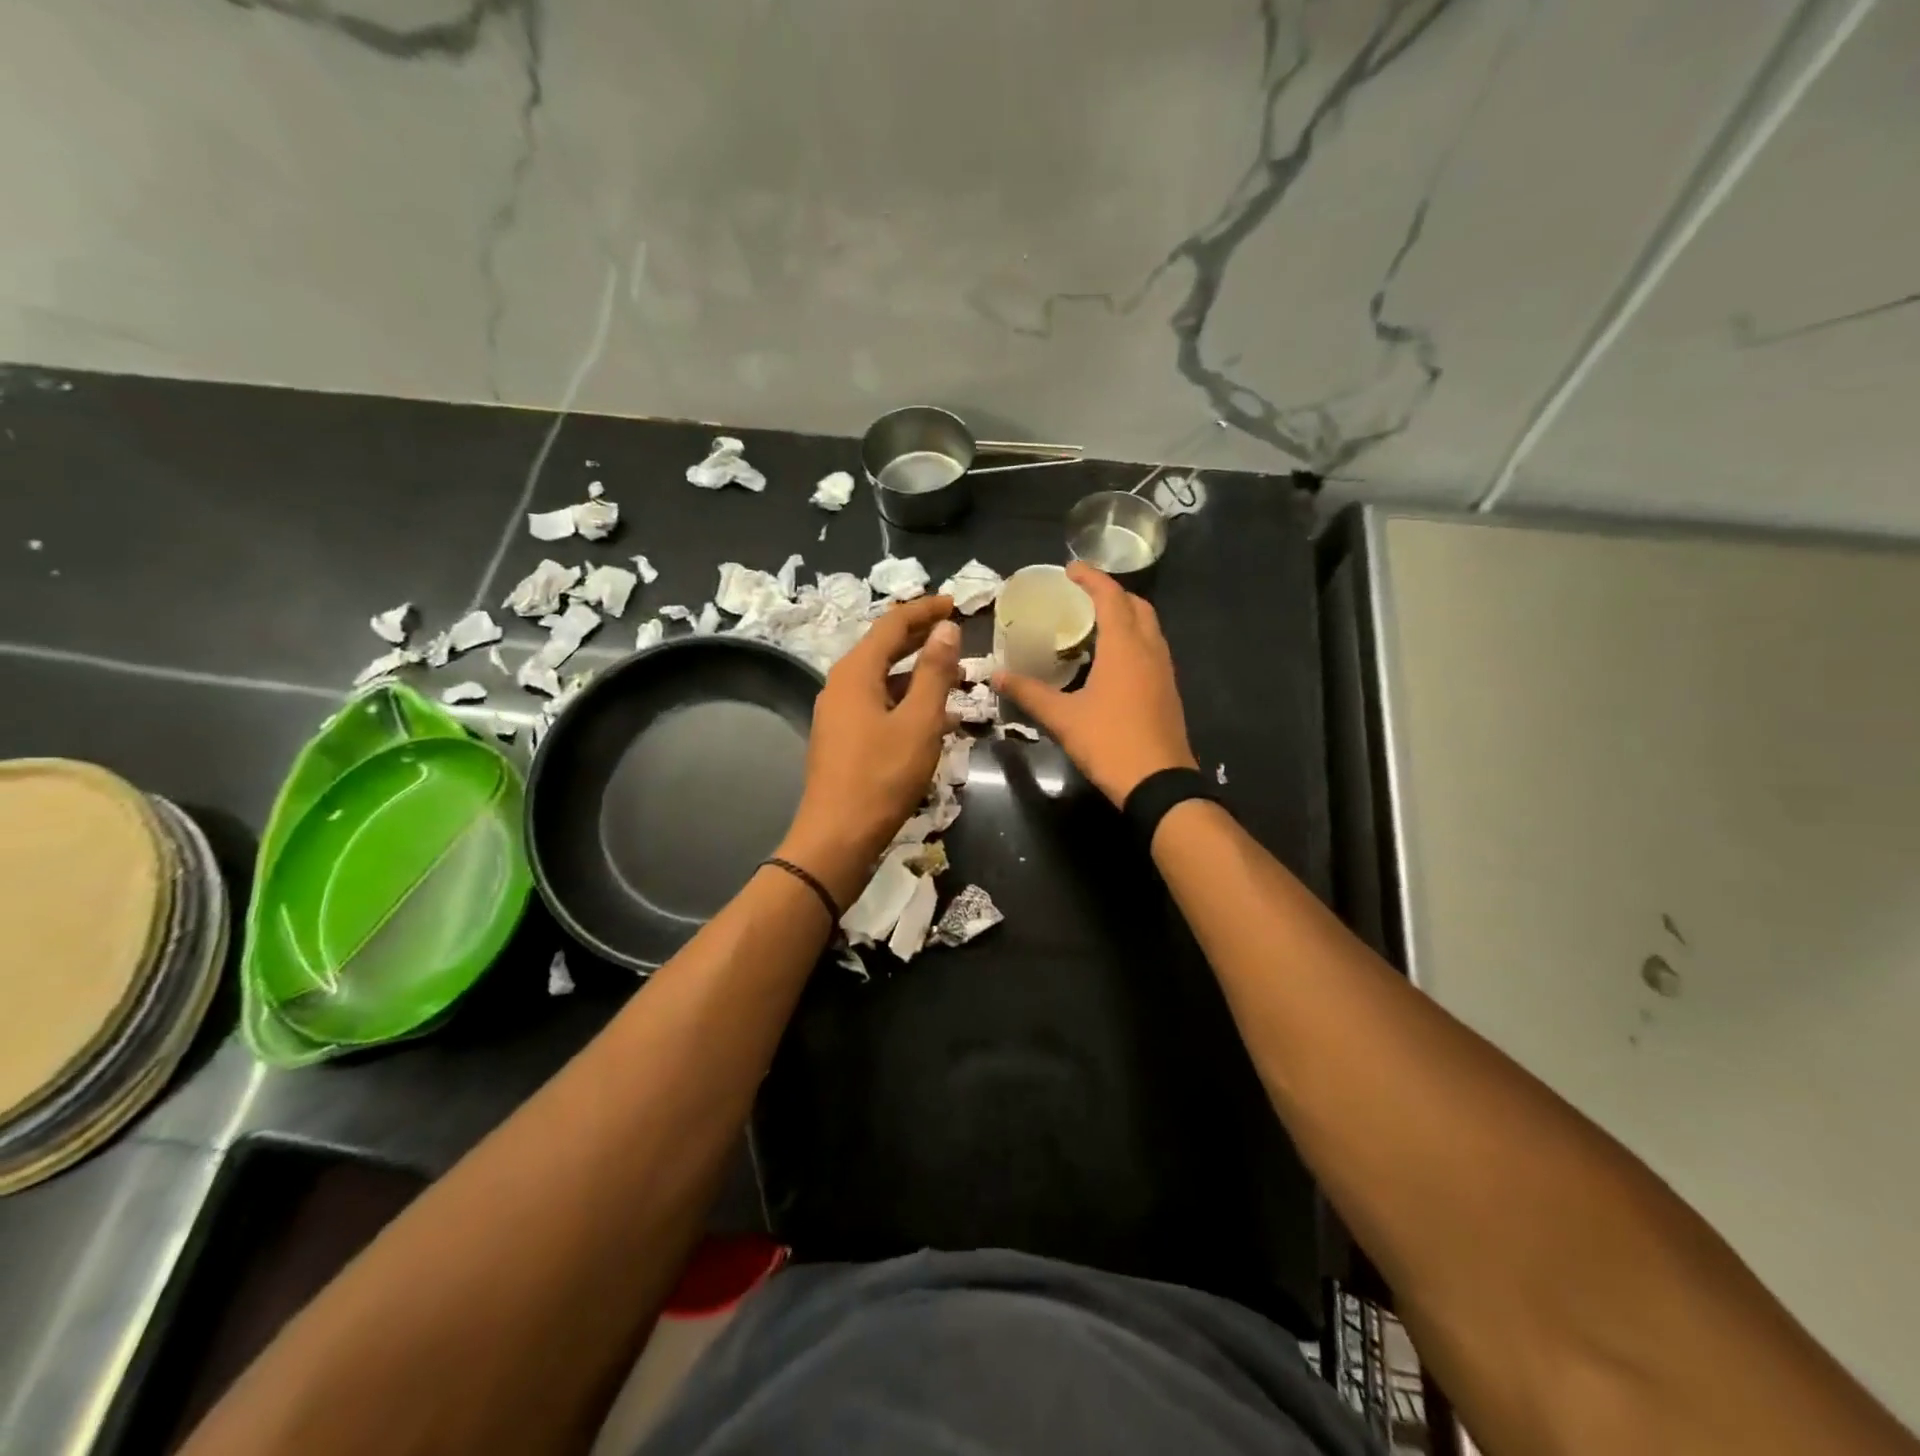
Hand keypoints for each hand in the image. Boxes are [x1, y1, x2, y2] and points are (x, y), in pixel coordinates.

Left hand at [777, 595, 961, 904]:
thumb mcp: (919, 721)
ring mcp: (838, 713)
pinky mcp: (843, 739)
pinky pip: (879, 705)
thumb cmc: (882, 776)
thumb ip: (934, 671)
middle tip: (957, 631)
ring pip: (883, 679)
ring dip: (918, 672)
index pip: (892, 623)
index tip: (955, 603)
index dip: (925, 610)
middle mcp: (841, 685)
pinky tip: (934, 717)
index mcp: (856, 672)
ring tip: (956, 676)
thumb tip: (945, 627)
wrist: (837, 837)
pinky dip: (907, 701)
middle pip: (884, 648)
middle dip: (921, 637)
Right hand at [994, 562, 1195, 805]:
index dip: (1091, 578)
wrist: (1159, 783)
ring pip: (1149, 627)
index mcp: (1124, 647)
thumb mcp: (1063, 718)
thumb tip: (996, 677)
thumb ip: (1029, 693)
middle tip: (1081, 597)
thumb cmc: (1109, 743)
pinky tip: (1111, 660)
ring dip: (1125, 616)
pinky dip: (1132, 639)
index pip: (1110, 596)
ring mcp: (1164, 670)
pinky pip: (1152, 649)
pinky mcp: (1168, 690)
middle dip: (1111, 594)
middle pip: (1136, 606)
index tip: (1069, 570)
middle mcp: (1150, 650)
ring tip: (1093, 624)